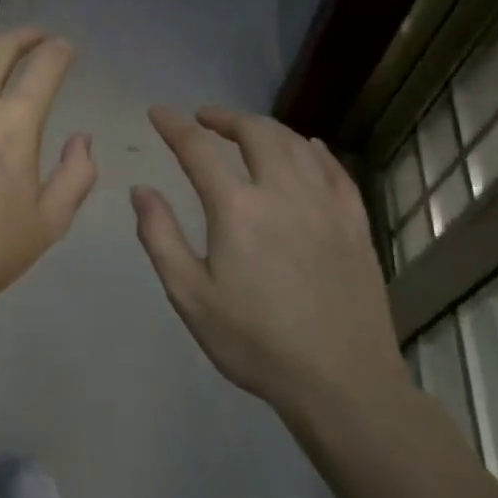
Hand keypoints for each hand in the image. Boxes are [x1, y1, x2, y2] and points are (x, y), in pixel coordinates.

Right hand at [132, 105, 406, 414]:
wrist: (342, 384)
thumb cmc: (254, 342)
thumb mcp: (189, 295)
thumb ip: (160, 237)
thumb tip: (142, 191)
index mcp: (237, 208)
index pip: (198, 149)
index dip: (174, 126)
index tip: (158, 112)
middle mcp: (283, 193)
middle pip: (255, 133)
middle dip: (225, 118)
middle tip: (204, 118)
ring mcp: (325, 205)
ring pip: (296, 144)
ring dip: (266, 128)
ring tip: (246, 130)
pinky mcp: (355, 224)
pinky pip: (335, 171)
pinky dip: (315, 150)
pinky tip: (308, 148)